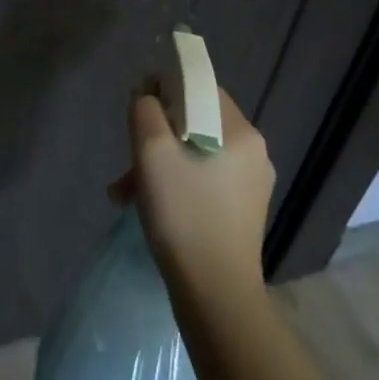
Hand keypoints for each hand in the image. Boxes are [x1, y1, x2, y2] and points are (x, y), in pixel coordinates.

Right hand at [114, 86, 273, 302]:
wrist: (215, 293)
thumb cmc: (184, 213)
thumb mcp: (152, 152)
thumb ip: (145, 111)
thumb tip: (147, 96)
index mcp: (240, 132)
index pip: (200, 87)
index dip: (165, 87)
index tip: (137, 108)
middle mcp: (253, 152)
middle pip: (194, 121)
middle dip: (155, 134)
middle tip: (128, 158)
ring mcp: (250, 184)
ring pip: (194, 151)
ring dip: (158, 163)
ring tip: (125, 191)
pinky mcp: (241, 210)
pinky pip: (202, 178)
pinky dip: (173, 182)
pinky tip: (146, 205)